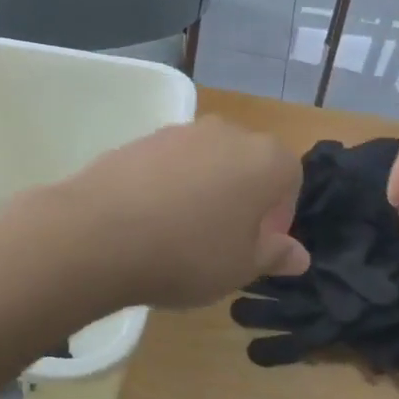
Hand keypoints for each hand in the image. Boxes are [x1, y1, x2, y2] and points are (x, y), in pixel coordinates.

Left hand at [62, 119, 308, 308]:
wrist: (100, 232)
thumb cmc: (189, 253)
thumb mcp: (242, 267)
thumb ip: (275, 254)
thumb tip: (298, 254)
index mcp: (264, 158)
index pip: (290, 177)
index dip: (280, 214)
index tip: (258, 246)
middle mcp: (227, 132)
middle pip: (248, 163)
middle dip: (244, 198)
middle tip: (224, 241)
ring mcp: (180, 131)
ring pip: (208, 161)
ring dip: (206, 190)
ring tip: (182, 233)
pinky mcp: (141, 139)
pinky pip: (170, 163)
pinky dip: (169, 185)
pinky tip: (150, 219)